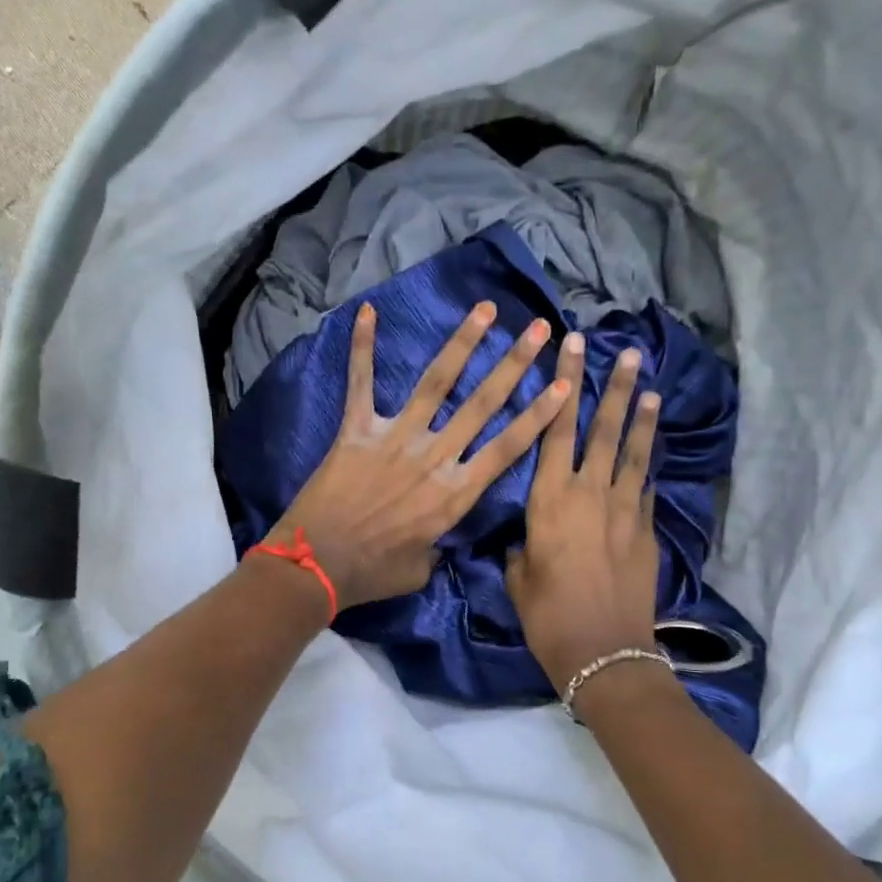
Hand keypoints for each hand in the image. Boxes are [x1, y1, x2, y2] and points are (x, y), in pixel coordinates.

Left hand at [271, 300, 569, 609]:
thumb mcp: (422, 569)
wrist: (317, 565)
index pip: (508, 447)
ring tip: (486, 308)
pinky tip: (368, 311)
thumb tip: (437, 535)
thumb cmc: (373, 573)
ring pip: (436, 382)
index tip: (565, 384)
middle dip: (515, 364)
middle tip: (540, 329)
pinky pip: (361, 383)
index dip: (539, 415)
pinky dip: (362, 347)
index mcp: (455, 494)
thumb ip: (438, 545)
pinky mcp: (357, 431)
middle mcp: (433, 456)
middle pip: (482, 404)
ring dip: (463, 342)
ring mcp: (395, 438)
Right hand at [506, 334, 662, 689]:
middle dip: (611, 387)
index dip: (564, 386)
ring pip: (633, 452)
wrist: (605, 652)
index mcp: (550, 499)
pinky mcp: (647, 531)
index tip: (572, 350)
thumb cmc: (548, 616)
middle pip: (601, 429)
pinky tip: (649, 450)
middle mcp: (590, 493)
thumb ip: (521, 548)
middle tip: (622, 351)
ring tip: (647, 384)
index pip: (555, 429)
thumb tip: (526, 539)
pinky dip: (646, 464)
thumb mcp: (518, 578)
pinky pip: (646, 487)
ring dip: (640, 416)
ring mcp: (625, 510)